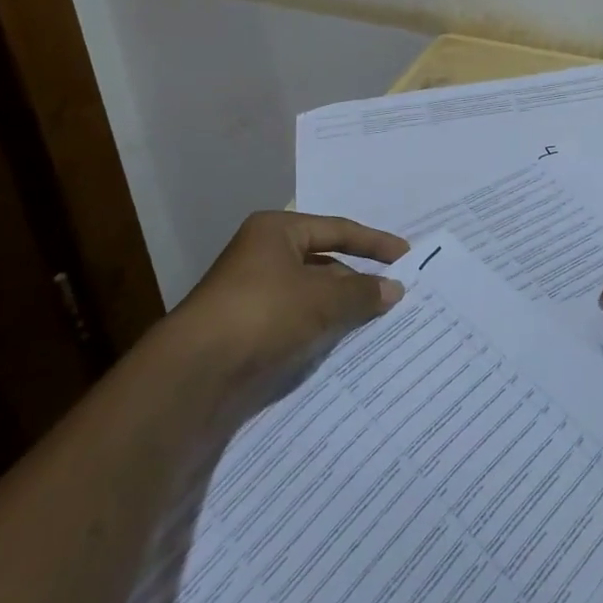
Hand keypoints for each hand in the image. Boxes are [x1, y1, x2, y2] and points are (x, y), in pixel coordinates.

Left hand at [174, 210, 407, 378]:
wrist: (196, 372)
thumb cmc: (263, 313)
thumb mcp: (321, 299)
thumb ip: (362, 292)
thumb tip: (396, 289)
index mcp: (276, 231)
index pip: (336, 229)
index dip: (374, 242)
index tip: (405, 255)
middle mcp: (261, 254)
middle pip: (322, 261)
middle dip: (356, 278)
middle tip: (393, 293)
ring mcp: (251, 293)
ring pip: (309, 294)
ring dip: (339, 306)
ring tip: (376, 320)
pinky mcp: (246, 329)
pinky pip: (295, 320)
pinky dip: (320, 327)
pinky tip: (342, 342)